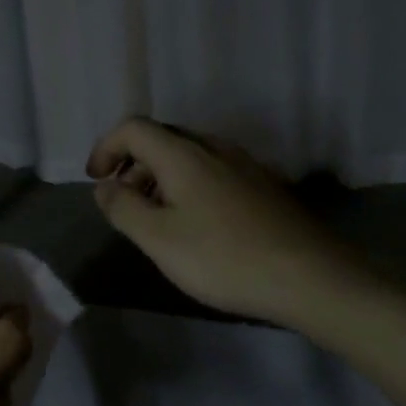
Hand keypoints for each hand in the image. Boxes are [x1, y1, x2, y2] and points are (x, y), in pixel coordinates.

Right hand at [86, 117, 371, 326]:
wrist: (310, 277)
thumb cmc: (223, 258)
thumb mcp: (158, 239)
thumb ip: (123, 208)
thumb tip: (104, 187)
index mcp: (183, 154)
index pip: (133, 128)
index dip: (106, 147)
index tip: (95, 180)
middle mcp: (214, 148)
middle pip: (162, 139)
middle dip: (132, 164)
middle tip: (121, 201)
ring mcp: (244, 165)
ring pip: (189, 156)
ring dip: (160, 177)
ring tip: (153, 217)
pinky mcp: (263, 187)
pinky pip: (212, 172)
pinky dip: (187, 186)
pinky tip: (194, 224)